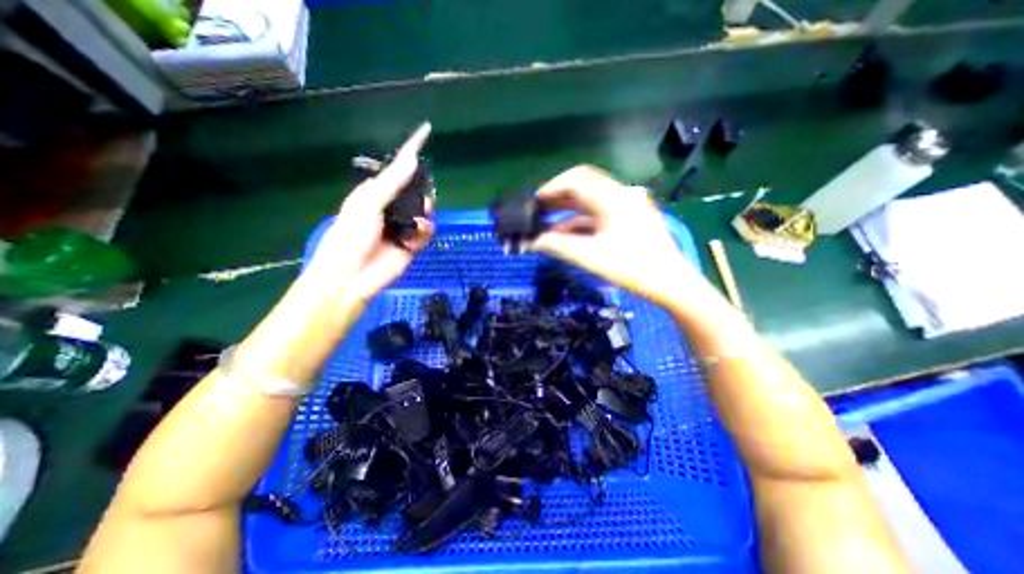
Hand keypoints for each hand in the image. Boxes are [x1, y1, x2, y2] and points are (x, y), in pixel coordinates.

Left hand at [303, 121, 430, 300]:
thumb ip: (392, 182)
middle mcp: (390, 208)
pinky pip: (425, 231)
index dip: (410, 152)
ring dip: (425, 210)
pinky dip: (425, 230)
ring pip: (423, 210)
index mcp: (375, 193)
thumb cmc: (350, 235)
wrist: (352, 275)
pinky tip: (419, 231)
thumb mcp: (369, 202)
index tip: (426, 132)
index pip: (397, 168)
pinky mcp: (411, 245)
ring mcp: (402, 227)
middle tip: (422, 193)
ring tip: (419, 215)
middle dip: (421, 188)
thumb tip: (413, 159)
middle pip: (414, 190)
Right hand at [533, 163, 708, 309]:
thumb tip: (534, 242)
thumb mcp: (591, 258)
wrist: (671, 282)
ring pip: (591, 199)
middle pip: (585, 184)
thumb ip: (560, 246)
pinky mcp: (630, 216)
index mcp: (614, 199)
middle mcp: (621, 195)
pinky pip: (600, 211)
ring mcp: (628, 205)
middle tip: (540, 208)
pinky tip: (569, 233)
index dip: (553, 186)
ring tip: (548, 224)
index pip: (578, 179)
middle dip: (559, 195)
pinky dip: (582, 220)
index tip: (536, 200)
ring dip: (569, 210)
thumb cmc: (633, 268)